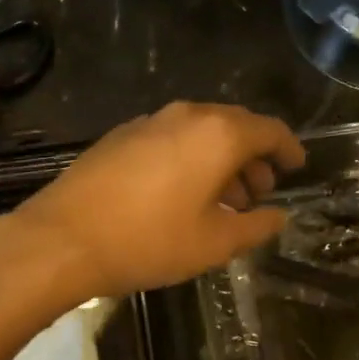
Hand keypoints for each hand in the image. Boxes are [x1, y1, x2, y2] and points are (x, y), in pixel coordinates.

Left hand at [13, 102, 306, 298]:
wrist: (62, 238)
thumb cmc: (148, 241)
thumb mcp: (213, 244)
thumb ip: (255, 227)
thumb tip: (279, 216)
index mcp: (218, 134)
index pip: (269, 130)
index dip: (288, 149)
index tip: (296, 167)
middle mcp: (186, 115)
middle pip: (235, 125)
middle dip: (253, 156)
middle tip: (259, 192)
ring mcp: (149, 121)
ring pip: (201, 131)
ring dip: (220, 159)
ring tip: (223, 200)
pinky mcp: (121, 135)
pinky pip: (171, 137)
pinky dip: (190, 157)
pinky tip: (181, 193)